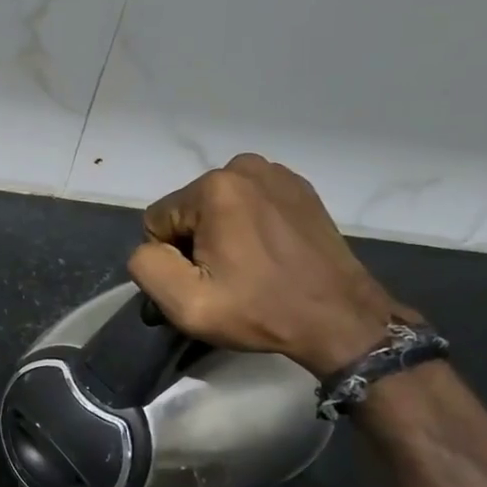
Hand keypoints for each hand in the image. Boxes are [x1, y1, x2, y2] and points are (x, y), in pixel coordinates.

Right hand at [127, 154, 409, 377]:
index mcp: (213, 188)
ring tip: (248, 268)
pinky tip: (268, 255)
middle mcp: (243, 168)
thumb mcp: (185, 303)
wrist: (341, 319)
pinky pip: (247, 204)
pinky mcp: (299, 188)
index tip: (204, 282)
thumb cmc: (260, 310)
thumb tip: (150, 249)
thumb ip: (145, 266)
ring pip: (215, 207)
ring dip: (220, 235)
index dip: (170, 259)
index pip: (157, 221)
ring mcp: (276, 174)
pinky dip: (248, 227)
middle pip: (187, 211)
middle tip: (226, 279)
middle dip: (195, 244)